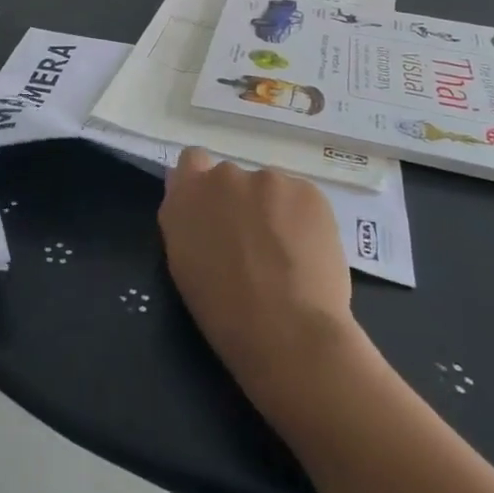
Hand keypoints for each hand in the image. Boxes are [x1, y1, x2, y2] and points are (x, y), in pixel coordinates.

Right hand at [158, 150, 359, 413]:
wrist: (288, 332)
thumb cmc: (224, 312)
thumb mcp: (184, 265)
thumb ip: (186, 223)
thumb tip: (199, 208)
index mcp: (187, 194)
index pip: (191, 160)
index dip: (204, 181)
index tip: (215, 211)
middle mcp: (224, 175)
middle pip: (233, 179)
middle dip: (242, 203)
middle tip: (254, 245)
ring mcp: (268, 179)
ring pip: (271, 190)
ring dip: (275, 211)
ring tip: (288, 256)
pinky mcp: (308, 191)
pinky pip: (301, 199)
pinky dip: (304, 220)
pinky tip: (308, 254)